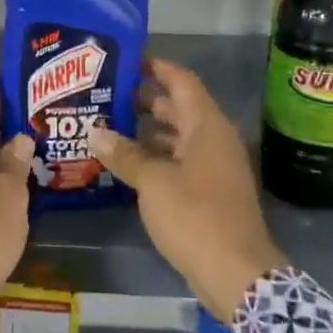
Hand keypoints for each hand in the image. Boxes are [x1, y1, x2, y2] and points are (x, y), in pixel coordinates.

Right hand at [89, 58, 285, 320]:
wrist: (236, 273)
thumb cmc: (195, 216)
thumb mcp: (153, 182)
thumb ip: (125, 155)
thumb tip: (96, 133)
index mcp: (207, 125)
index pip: (181, 81)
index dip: (155, 67)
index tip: (126, 59)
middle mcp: (214, 139)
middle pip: (178, 108)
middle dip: (144, 100)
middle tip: (106, 94)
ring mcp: (214, 167)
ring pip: (177, 137)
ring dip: (147, 132)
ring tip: (108, 127)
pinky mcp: (210, 192)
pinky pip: (179, 161)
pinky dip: (156, 158)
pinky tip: (127, 164)